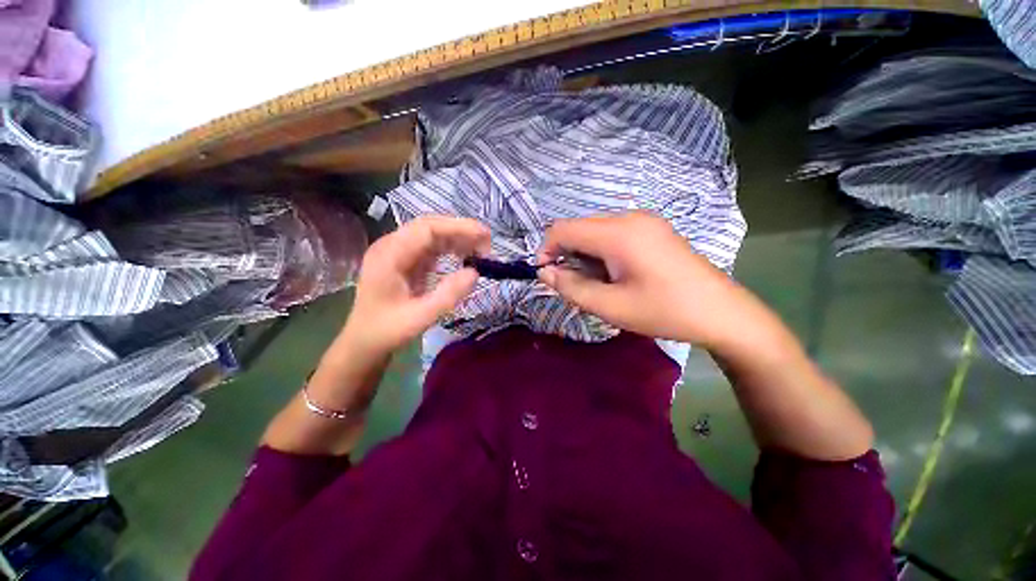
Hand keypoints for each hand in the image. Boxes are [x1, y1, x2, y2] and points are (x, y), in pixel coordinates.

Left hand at [341, 216, 489, 356]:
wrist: (361, 344)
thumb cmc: (386, 332)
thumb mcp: (419, 318)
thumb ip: (447, 295)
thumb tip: (475, 273)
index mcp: (389, 254)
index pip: (427, 228)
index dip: (459, 227)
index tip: (485, 237)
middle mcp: (389, 246)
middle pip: (428, 227)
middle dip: (459, 232)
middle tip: (487, 246)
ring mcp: (393, 252)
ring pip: (428, 235)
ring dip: (454, 240)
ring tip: (480, 252)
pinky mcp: (398, 261)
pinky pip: (425, 247)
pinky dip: (445, 250)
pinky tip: (462, 258)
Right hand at [538, 211, 745, 346]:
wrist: (718, 310)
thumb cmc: (665, 311)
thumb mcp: (613, 308)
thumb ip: (573, 288)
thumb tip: (545, 272)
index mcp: (618, 233)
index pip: (563, 228)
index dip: (546, 251)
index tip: (549, 279)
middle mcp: (630, 217)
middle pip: (583, 227)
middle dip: (572, 255)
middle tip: (585, 290)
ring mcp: (647, 220)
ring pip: (601, 230)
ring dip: (592, 255)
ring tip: (609, 287)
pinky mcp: (658, 229)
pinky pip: (620, 232)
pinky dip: (610, 251)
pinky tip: (626, 276)